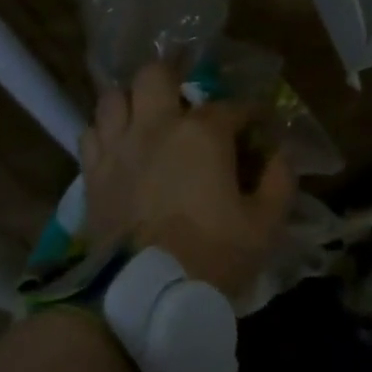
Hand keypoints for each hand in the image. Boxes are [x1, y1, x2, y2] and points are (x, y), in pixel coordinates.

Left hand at [81, 62, 294, 295]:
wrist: (144, 296)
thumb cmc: (211, 257)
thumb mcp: (264, 226)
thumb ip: (280, 182)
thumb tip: (280, 155)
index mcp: (201, 133)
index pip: (233, 106)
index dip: (251, 114)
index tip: (259, 127)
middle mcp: (155, 125)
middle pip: (155, 74)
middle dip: (173, 80)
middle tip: (185, 105)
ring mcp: (117, 146)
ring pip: (114, 97)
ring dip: (132, 102)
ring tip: (146, 121)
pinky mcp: (91, 172)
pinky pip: (91, 133)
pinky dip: (105, 133)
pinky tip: (120, 149)